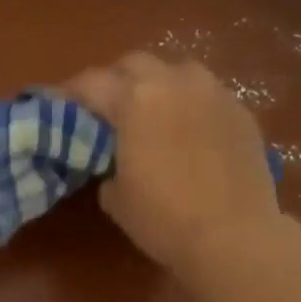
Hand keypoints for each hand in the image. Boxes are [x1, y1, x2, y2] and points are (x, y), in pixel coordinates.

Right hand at [63, 53, 280, 275]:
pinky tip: (189, 131)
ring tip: (152, 113)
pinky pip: (207, 94)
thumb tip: (116, 160)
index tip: (58, 106)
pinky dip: (190, 104)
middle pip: (134, 63)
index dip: (69, 94)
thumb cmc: (164, 219)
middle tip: (106, 109)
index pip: (90, 83)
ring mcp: (214, 92)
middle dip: (115, 80)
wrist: (235, 237)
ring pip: (177, 71)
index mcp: (135, 99)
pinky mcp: (242, 111)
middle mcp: (175, 82)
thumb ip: (107, 164)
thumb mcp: (116, 198)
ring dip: (157, 85)